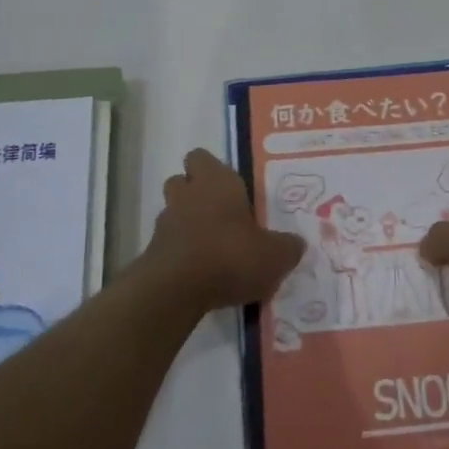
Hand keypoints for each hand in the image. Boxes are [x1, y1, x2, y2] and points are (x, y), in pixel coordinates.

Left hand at [140, 149, 305, 314]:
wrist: (176, 290)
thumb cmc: (230, 256)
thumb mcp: (275, 255)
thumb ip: (287, 247)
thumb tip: (295, 244)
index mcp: (216, 181)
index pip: (202, 158)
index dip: (213, 170)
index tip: (232, 189)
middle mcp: (187, 194)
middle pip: (182, 181)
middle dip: (196, 193)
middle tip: (222, 215)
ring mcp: (165, 223)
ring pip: (173, 212)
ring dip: (187, 224)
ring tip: (212, 246)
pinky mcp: (152, 252)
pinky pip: (168, 244)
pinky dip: (181, 253)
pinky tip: (201, 273)